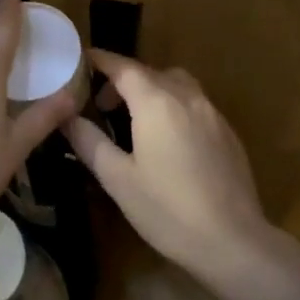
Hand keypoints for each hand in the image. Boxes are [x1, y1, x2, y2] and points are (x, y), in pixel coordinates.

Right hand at [65, 52, 275, 276]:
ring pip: (177, 84)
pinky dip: (174, 106)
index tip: (82, 58)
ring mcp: (212, 114)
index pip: (123, 67)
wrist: (232, 241)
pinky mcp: (228, 133)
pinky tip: (167, 140)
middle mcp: (187, 97)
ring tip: (135, 120)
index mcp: (156, 102)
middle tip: (102, 104)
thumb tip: (66, 117)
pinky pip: (195, 104)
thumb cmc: (167, 210)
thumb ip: (89, 141)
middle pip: (151, 72)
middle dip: (124, 79)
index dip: (101, 60)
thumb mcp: (117, 178)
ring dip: (153, 90)